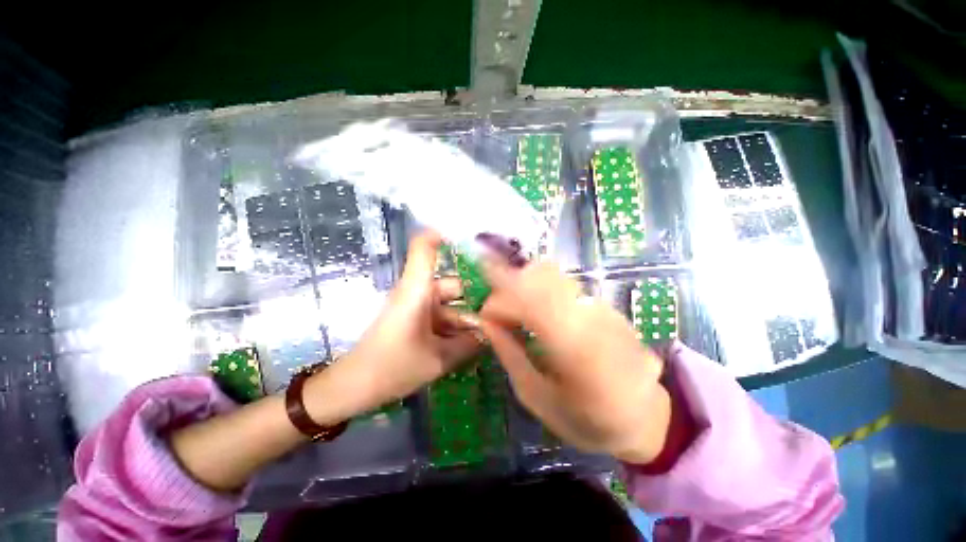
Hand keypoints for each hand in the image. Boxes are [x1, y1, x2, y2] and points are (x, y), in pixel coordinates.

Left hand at [306, 230, 479, 420]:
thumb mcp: (438, 359)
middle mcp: (419, 291)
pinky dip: (457, 327)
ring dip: (469, 318)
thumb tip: (494, 333)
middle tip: (505, 312)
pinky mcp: (417, 318)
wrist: (354, 388)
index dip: (446, 233)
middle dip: (478, 299)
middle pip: (455, 284)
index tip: (476, 236)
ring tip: (494, 334)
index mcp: (417, 290)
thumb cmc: (392, 368)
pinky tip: (474, 342)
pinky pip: (443, 316)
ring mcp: (418, 305)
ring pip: (452, 303)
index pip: (425, 246)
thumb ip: (469, 344)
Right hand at [478, 260, 670, 463]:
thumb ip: (509, 354)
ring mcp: (601, 305)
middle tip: (500, 314)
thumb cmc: (587, 419)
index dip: (498, 297)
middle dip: (508, 286)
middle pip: (539, 274)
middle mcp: (589, 315)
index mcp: (572, 346)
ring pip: (551, 275)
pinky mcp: (605, 303)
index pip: (527, 297)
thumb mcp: (537, 397)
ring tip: (518, 315)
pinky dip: (543, 291)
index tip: (484, 316)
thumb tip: (487, 324)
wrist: (644, 417)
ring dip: (524, 287)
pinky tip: (543, 317)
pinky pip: (564, 285)